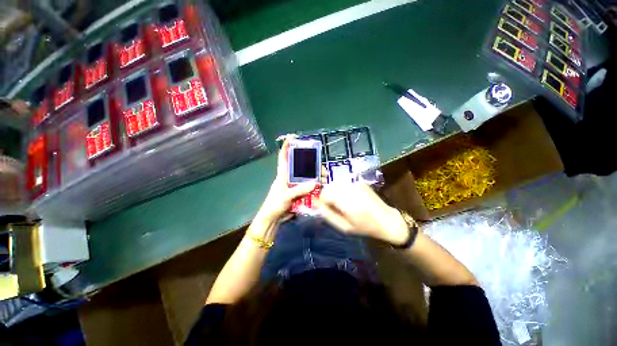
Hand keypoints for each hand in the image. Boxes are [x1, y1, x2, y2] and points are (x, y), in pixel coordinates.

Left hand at [254, 135, 316, 222]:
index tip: (292, 137)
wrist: (273, 219)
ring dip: (315, 177)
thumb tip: (315, 183)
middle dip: (311, 165)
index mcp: (283, 174)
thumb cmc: (274, 204)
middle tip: (322, 168)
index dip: (286, 146)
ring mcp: (294, 186)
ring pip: (306, 177)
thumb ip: (299, 190)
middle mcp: (289, 177)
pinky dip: (315, 187)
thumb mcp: (286, 196)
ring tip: (324, 179)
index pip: (283, 157)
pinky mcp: (298, 193)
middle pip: (301, 167)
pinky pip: (308, 187)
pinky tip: (321, 187)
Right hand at [316, 183, 409, 245]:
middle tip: (331, 206)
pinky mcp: (359, 182)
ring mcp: (356, 184)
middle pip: (329, 187)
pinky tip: (347, 198)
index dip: (321, 200)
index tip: (323, 207)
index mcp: (348, 203)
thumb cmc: (365, 227)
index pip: (325, 194)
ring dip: (333, 192)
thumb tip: (315, 204)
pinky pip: (343, 183)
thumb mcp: (344, 227)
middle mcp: (352, 189)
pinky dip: (340, 189)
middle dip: (326, 196)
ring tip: (340, 203)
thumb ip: (328, 215)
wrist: (387, 220)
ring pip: (335, 184)